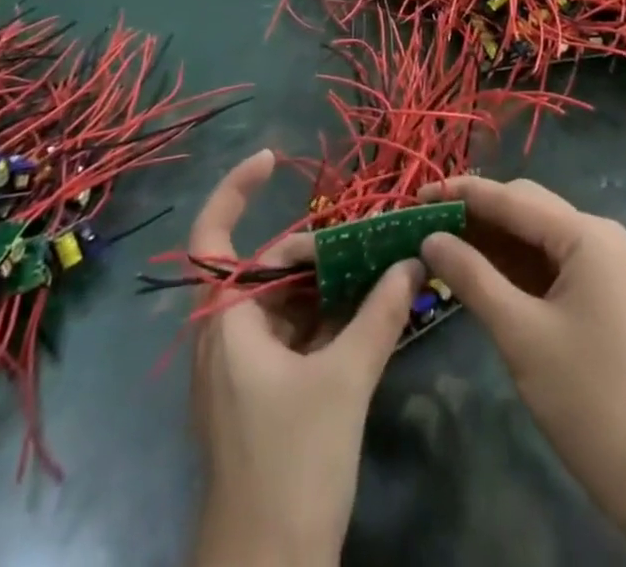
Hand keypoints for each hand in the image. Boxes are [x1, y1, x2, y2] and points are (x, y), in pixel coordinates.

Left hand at [189, 150, 423, 566]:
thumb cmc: (290, 468)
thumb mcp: (344, 382)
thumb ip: (380, 314)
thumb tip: (412, 261)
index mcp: (225, 323)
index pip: (213, 237)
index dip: (237, 190)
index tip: (275, 158)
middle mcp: (226, 337)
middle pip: (268, 268)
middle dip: (317, 248)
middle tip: (371, 237)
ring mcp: (243, 370)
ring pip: (286, 303)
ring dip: (330, 285)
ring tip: (382, 265)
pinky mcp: (263, 397)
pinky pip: (296, 336)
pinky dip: (330, 320)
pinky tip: (373, 312)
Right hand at [417, 177, 625, 510]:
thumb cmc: (586, 398)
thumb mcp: (519, 334)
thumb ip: (472, 277)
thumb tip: (429, 238)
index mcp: (586, 234)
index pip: (513, 199)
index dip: (463, 194)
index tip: (416, 194)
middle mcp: (596, 234)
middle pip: (525, 208)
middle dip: (475, 214)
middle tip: (423, 224)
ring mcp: (599, 261)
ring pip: (533, 233)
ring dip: (490, 238)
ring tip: (439, 244)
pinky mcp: (596, 287)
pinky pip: (545, 260)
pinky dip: (510, 263)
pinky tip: (474, 269)